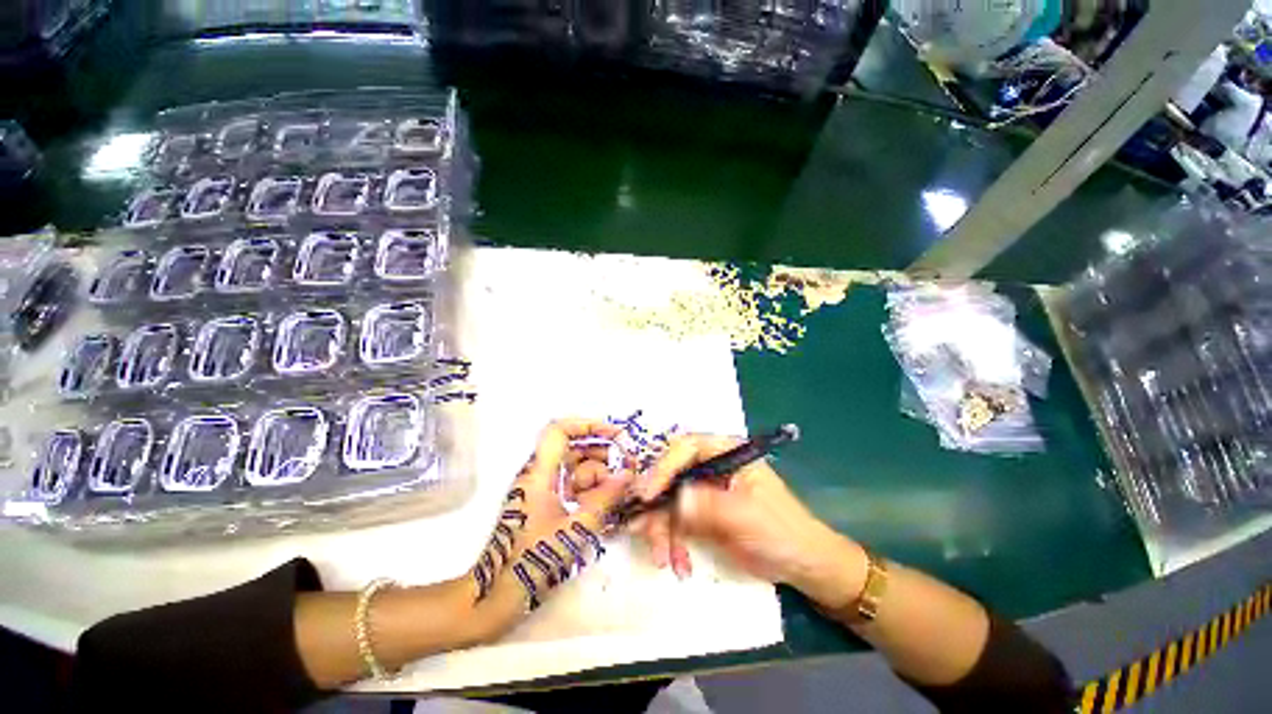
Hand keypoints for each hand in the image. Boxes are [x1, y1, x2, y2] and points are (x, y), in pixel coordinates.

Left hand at [468, 419, 632, 638]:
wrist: (500, 593)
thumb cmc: (534, 558)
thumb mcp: (575, 527)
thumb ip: (604, 498)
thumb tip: (627, 474)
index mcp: (539, 473)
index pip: (559, 431)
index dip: (587, 425)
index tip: (613, 434)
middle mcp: (539, 475)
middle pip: (573, 449)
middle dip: (602, 454)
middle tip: (627, 467)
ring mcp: (542, 490)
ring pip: (575, 469)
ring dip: (600, 475)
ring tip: (621, 490)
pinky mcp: (546, 504)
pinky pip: (572, 486)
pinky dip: (591, 490)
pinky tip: (608, 503)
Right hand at [631, 434, 866, 608]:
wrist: (802, 565)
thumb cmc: (781, 531)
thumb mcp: (746, 515)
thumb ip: (709, 505)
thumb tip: (675, 499)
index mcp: (725, 452)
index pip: (686, 448)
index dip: (663, 466)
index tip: (646, 494)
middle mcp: (711, 467)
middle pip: (671, 475)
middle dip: (656, 505)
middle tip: (641, 530)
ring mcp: (705, 491)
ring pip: (669, 502)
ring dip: (662, 530)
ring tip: (662, 559)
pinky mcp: (702, 515)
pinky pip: (677, 523)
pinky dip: (674, 543)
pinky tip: (680, 565)